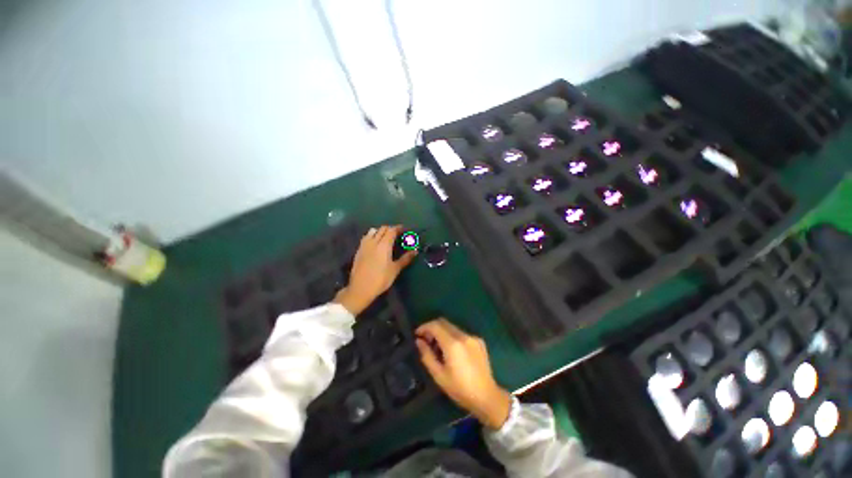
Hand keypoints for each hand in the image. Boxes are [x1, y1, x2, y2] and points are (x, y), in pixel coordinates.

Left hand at [334, 225, 416, 315]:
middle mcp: (373, 241)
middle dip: (391, 229)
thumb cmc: (380, 279)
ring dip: (380, 231)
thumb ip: (405, 258)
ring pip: (373, 231)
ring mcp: (364, 245)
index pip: (392, 230)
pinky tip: (375, 244)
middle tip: (398, 234)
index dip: (399, 228)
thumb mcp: (395, 269)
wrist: (360, 288)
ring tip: (386, 237)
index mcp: (384, 245)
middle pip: (382, 229)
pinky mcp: (358, 250)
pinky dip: (373, 236)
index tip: (405, 229)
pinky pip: (366, 237)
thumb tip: (415, 251)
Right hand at [415, 319, 512, 429]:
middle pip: (444, 322)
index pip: (435, 325)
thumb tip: (418, 341)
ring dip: (442, 332)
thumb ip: (427, 355)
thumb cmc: (460, 389)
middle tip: (426, 341)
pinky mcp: (479, 341)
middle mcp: (463, 336)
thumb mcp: (439, 375)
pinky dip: (453, 337)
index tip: (417, 335)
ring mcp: (472, 337)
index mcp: (453, 344)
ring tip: (438, 348)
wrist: (487, 397)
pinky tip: (452, 351)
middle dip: (432, 328)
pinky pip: (461, 333)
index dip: (424, 327)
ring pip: (452, 327)